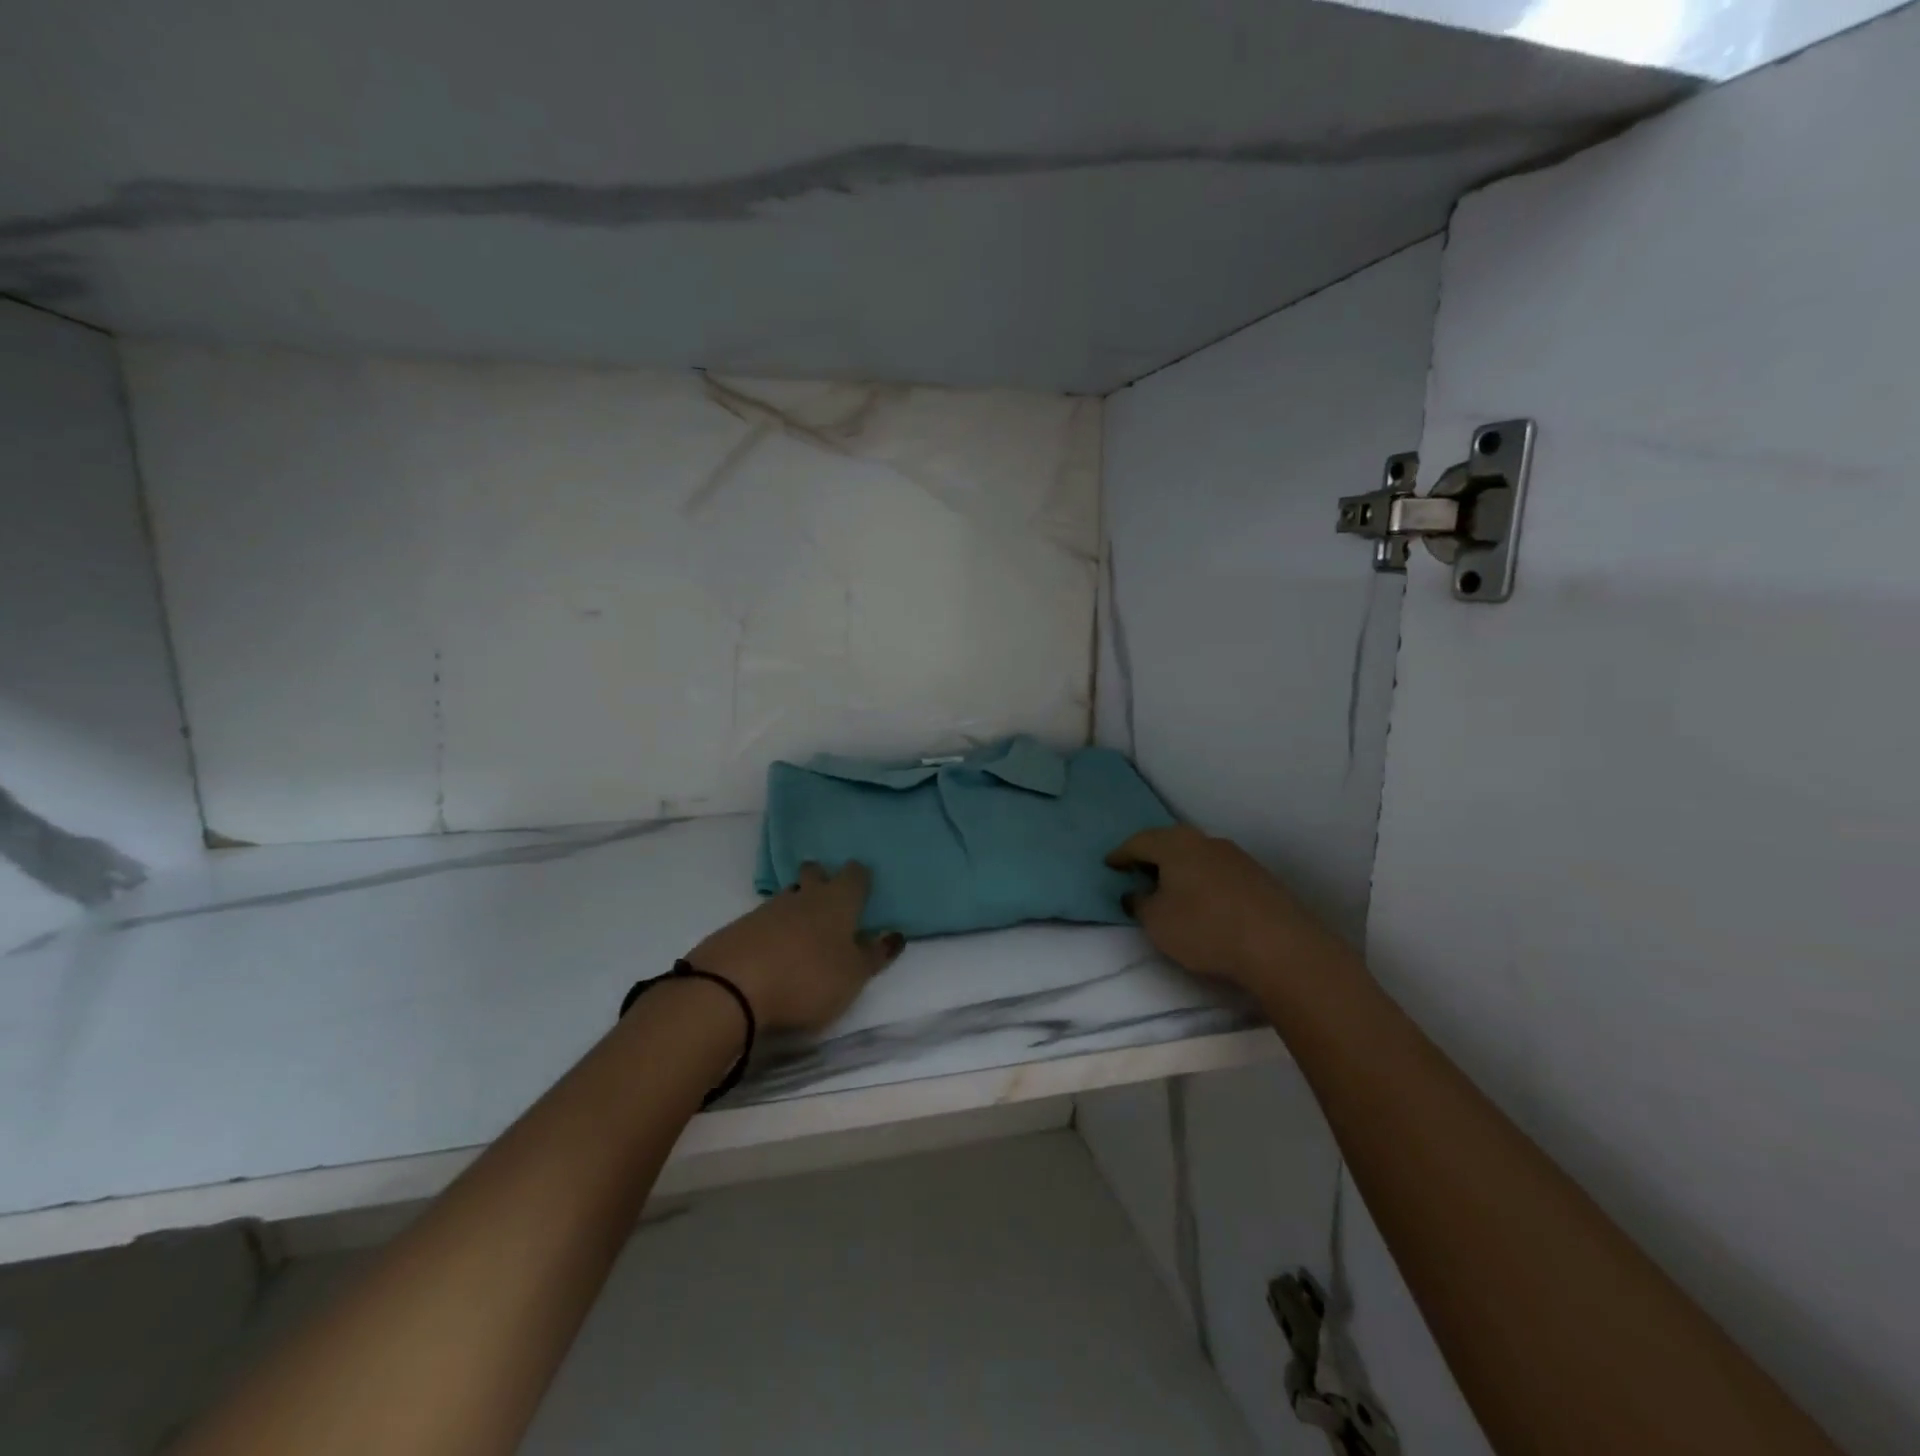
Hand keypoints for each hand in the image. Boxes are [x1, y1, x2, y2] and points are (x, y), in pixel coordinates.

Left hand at [689, 861, 902, 1032]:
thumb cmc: (807, 979)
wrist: (730, 988)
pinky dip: (771, 930)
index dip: (860, 877)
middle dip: (821, 877)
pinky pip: (763, 921)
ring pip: (788, 896)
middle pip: (814, 873)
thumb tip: (894, 934)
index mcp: (837, 901)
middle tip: (828, 895)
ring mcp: (767, 909)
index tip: (863, 885)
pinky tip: (772, 951)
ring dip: (796, 906)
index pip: (854, 875)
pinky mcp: (738, 928)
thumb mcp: (853, 976)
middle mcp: (804, 896)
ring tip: (803, 930)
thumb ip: (875, 955)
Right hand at [1106, 825, 1332, 991]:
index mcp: (1175, 844)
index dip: (1120, 854)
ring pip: (1196, 856)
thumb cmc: (1204, 928)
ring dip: (1179, 869)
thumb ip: (1139, 903)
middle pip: (1169, 843)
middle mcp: (1204, 841)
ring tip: (1169, 888)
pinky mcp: (1257, 877)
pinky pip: (1217, 872)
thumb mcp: (1156, 921)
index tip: (1109, 865)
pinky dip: (1202, 881)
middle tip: (1136, 872)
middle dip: (1151, 856)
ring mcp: (1235, 856)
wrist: (1279, 945)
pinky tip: (1202, 901)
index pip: (1138, 842)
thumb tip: (1137, 893)